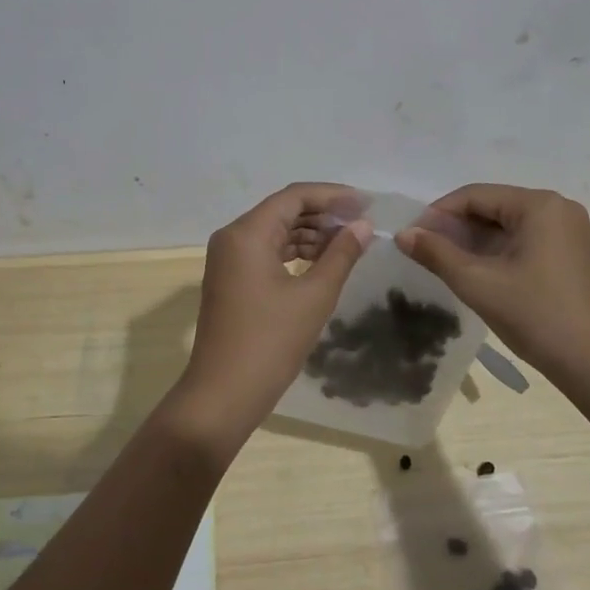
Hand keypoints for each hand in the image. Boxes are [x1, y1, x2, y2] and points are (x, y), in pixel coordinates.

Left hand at [172, 183, 372, 445]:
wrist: (223, 393)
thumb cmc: (271, 342)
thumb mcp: (314, 296)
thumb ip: (341, 255)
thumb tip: (363, 226)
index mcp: (247, 233)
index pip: (294, 196)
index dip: (333, 195)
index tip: (366, 203)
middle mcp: (232, 237)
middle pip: (283, 210)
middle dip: (323, 213)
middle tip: (362, 223)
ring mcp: (228, 259)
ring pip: (274, 231)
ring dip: (310, 233)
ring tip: (348, 242)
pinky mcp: (230, 279)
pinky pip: (265, 251)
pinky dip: (293, 251)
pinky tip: (321, 261)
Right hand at [394, 184, 589, 397]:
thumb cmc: (537, 316)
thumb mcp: (478, 283)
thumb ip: (436, 253)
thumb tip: (403, 234)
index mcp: (539, 205)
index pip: (475, 195)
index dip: (438, 213)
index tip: (412, 237)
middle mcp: (558, 208)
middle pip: (493, 207)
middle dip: (456, 228)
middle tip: (425, 253)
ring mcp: (569, 232)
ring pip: (508, 226)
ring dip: (475, 242)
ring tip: (445, 265)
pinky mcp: (572, 255)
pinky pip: (525, 241)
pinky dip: (498, 253)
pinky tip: (478, 274)